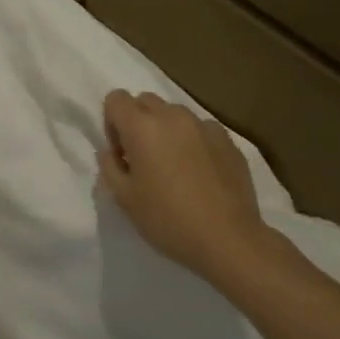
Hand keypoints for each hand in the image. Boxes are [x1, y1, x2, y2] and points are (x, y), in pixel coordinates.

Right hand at [99, 90, 271, 282]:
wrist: (227, 239)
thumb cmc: (166, 219)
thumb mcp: (124, 198)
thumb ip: (110, 166)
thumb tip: (111, 152)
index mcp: (142, 127)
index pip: (116, 99)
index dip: (111, 122)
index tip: (120, 153)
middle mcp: (173, 117)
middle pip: (145, 100)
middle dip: (137, 122)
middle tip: (142, 158)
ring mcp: (204, 127)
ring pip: (175, 114)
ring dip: (165, 130)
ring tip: (173, 165)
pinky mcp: (229, 141)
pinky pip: (201, 129)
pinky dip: (192, 141)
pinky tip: (199, 172)